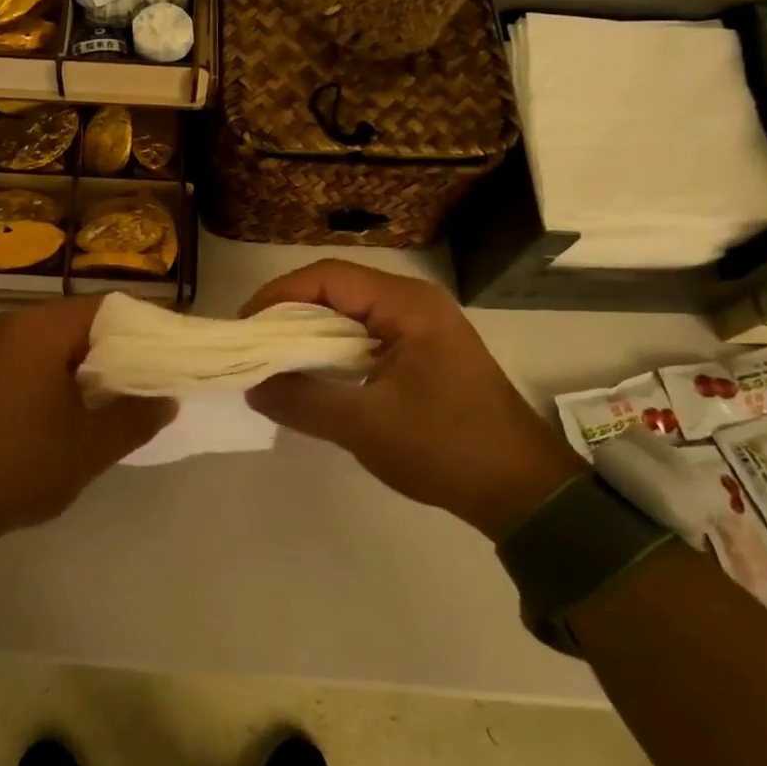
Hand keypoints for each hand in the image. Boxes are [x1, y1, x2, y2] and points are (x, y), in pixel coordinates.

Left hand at [0, 296, 175, 557]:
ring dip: (93, 364)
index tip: (176, 352)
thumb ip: (136, 417)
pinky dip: (64, 373)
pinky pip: (36, 357)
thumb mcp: (89, 447)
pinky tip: (81, 406)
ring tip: (125, 395)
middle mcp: (16, 324)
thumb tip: (167, 398)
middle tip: (157, 377)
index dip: (148, 326)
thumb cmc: (18, 464)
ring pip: (60, 341)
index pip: (111, 307)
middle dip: (123, 348)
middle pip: (84, 321)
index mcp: (42, 328)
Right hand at [242, 261, 580, 539]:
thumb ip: (302, 401)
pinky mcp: (423, 351)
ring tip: (274, 359)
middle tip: (254, 344)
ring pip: (350, 313)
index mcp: (406, 305)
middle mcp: (414, 302)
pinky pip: (366, 335)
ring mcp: (422, 326)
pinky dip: (334, 349)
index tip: (246, 326)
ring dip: (311, 332)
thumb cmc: (445, 448)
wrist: (521, 488)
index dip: (279, 294)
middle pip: (337, 289)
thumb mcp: (365, 426)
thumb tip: (253, 386)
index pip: (327, 277)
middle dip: (290, 312)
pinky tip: (314, 374)